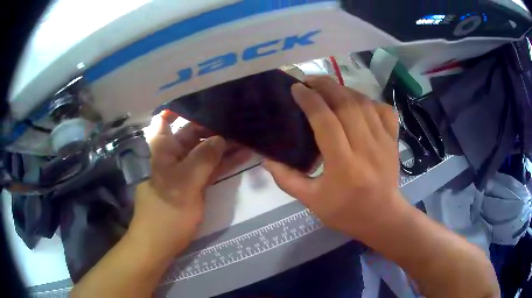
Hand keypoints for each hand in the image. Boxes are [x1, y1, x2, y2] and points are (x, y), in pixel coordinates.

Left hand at [129, 112, 250, 257]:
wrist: (161, 241)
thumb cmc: (166, 211)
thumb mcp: (183, 183)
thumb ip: (203, 158)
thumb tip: (220, 138)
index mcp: (163, 147)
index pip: (166, 118)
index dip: (182, 106)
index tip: (207, 100)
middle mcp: (174, 153)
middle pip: (193, 131)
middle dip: (214, 124)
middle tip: (240, 115)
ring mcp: (186, 168)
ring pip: (206, 149)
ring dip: (224, 142)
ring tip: (248, 132)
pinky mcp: (197, 182)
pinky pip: (212, 166)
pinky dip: (225, 160)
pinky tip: (244, 152)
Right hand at [263, 76, 404, 239]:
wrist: (382, 217)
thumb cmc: (346, 212)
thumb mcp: (311, 201)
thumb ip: (286, 179)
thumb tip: (266, 158)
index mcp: (344, 166)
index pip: (326, 121)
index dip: (309, 100)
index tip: (297, 89)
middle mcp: (366, 148)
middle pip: (346, 104)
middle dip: (325, 85)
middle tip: (309, 81)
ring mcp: (384, 142)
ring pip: (363, 103)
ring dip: (344, 90)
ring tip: (328, 88)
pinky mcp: (393, 140)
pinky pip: (383, 109)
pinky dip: (368, 100)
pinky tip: (356, 102)